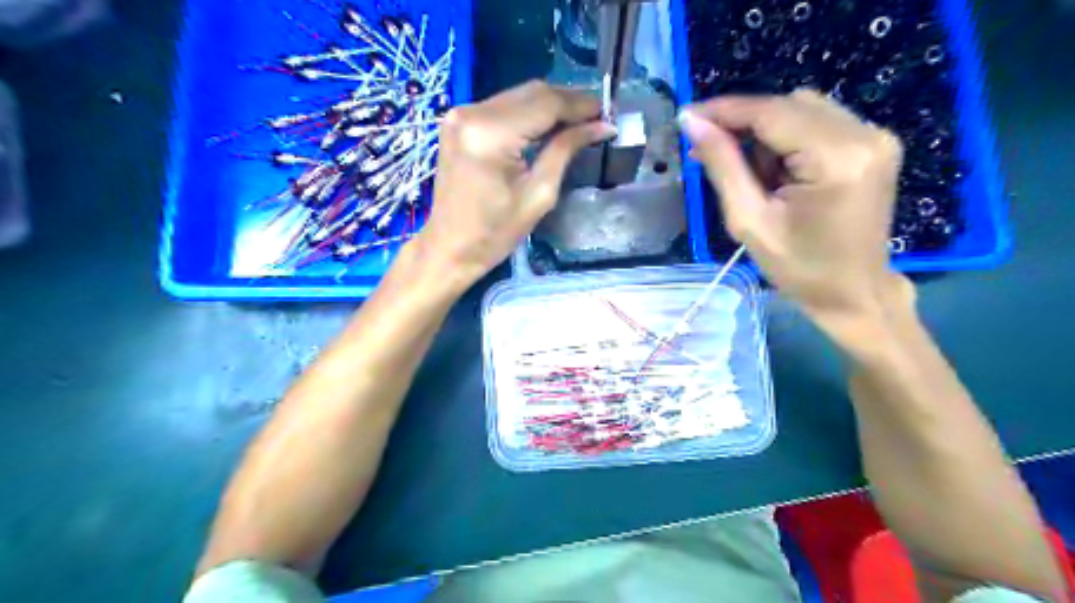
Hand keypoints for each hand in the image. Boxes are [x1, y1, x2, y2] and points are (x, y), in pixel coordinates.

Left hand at [414, 81, 612, 292]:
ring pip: (518, 96)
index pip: (546, 103)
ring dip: (550, 105)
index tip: (609, 111)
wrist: (450, 247)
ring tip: (580, 121)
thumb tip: (601, 126)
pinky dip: (529, 113)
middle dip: (568, 101)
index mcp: (490, 133)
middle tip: (598, 116)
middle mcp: (472, 112)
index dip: (581, 105)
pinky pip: (503, 107)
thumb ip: (566, 150)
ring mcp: (461, 114)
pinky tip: (549, 125)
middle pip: (532, 92)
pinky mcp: (458, 122)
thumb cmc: (496, 232)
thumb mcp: (539, 194)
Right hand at [679, 90, 905, 331]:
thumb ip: (723, 165)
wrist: (853, 292)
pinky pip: (819, 122)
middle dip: (744, 124)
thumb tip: (694, 122)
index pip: (772, 112)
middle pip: (789, 105)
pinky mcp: (875, 144)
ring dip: (767, 134)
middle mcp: (865, 134)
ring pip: (803, 109)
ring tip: (753, 177)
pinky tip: (777, 172)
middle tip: (710, 152)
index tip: (687, 115)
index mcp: (837, 158)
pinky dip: (788, 139)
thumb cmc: (798, 267)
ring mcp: (876, 136)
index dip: (725, 110)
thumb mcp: (749, 220)